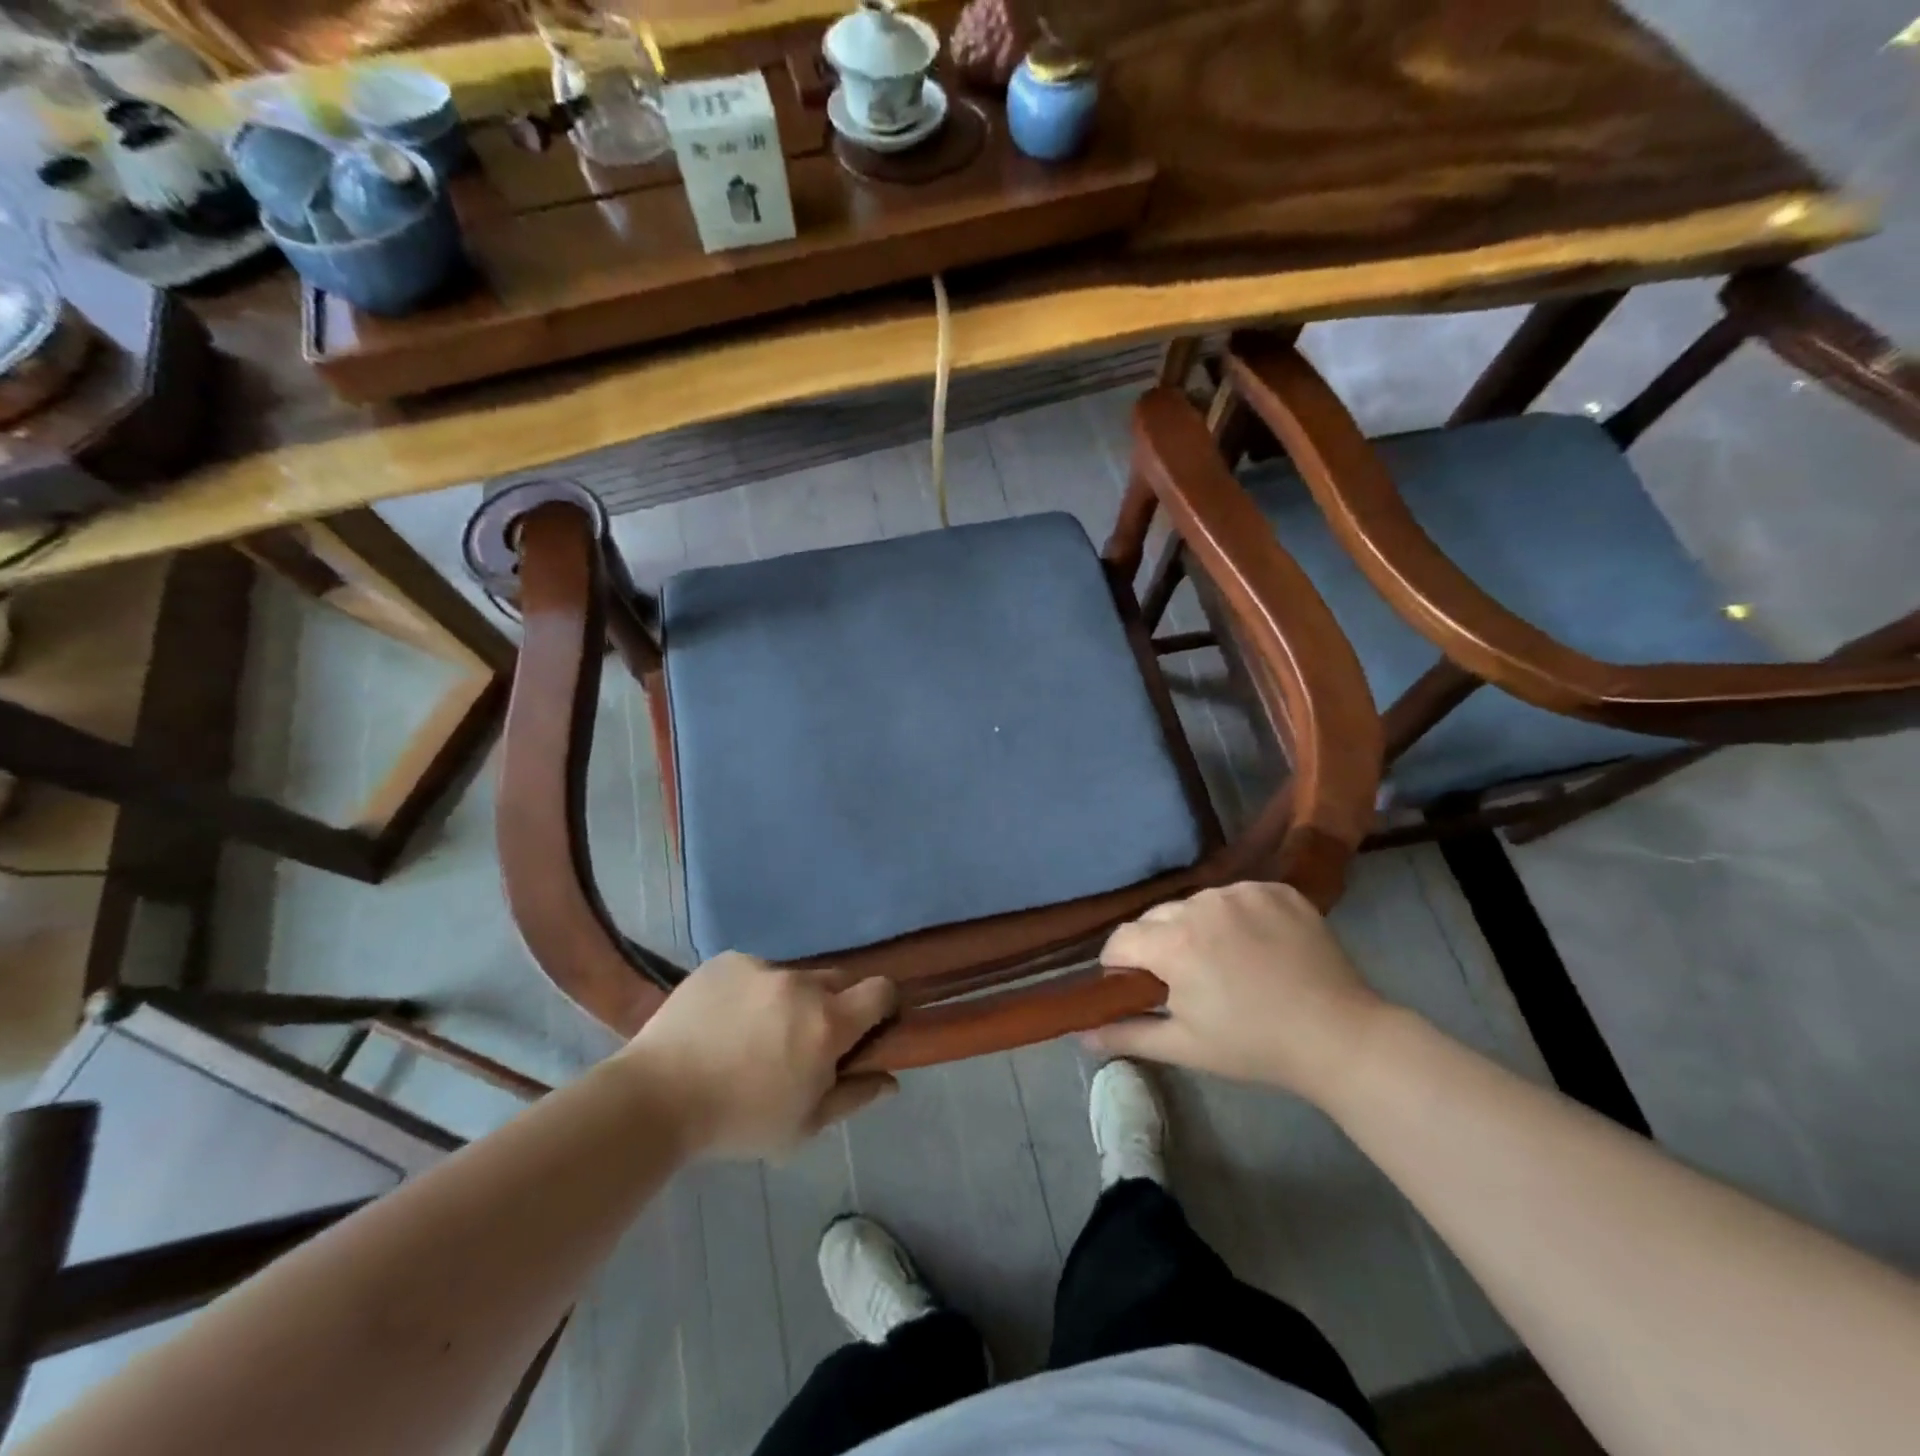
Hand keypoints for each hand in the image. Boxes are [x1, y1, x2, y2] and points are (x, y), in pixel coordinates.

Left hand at [621, 954, 899, 1157]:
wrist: (655, 1098)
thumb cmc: (738, 1121)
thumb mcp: (803, 1126)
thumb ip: (854, 1096)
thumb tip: (890, 1079)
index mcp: (828, 1023)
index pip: (881, 990)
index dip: (883, 1006)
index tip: (868, 1028)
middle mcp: (802, 983)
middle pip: (839, 981)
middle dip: (835, 1005)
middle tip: (806, 1040)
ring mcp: (762, 967)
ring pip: (795, 977)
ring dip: (791, 1000)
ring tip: (755, 1034)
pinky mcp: (728, 960)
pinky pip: (756, 972)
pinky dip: (752, 992)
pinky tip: (724, 1022)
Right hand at [1088, 882, 1388, 1103]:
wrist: (1340, 1037)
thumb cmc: (1255, 1045)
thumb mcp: (1186, 1046)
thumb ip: (1128, 1034)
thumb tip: (1080, 1036)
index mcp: (1174, 942)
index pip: (1121, 940)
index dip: (1119, 964)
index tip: (1135, 985)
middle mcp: (1202, 904)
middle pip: (1156, 917)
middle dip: (1158, 944)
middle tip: (1184, 979)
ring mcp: (1243, 892)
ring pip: (1196, 903)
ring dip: (1196, 927)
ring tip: (1224, 961)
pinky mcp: (1276, 889)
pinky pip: (1237, 896)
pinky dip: (1236, 916)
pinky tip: (1256, 945)